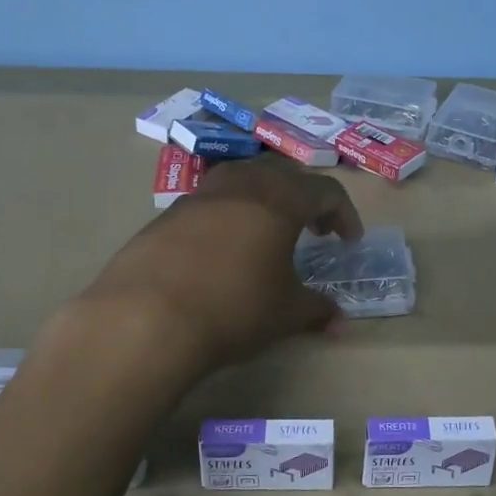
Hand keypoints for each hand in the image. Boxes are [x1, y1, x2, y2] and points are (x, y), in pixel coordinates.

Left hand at [74, 157, 363, 371]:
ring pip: (242, 179)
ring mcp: (199, 195)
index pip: (325, 191)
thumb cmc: (234, 308)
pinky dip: (229, 215)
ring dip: (265, 199)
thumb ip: (317, 310)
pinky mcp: (166, 215)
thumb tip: (340, 321)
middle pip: (284, 174)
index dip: (344, 214)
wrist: (146, 318)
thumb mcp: (285, 314)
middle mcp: (241, 185)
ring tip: (268, 232)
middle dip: (306, 199)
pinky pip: (210, 202)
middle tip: (314, 231)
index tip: (349, 242)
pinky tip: (223, 251)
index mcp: (280, 199)